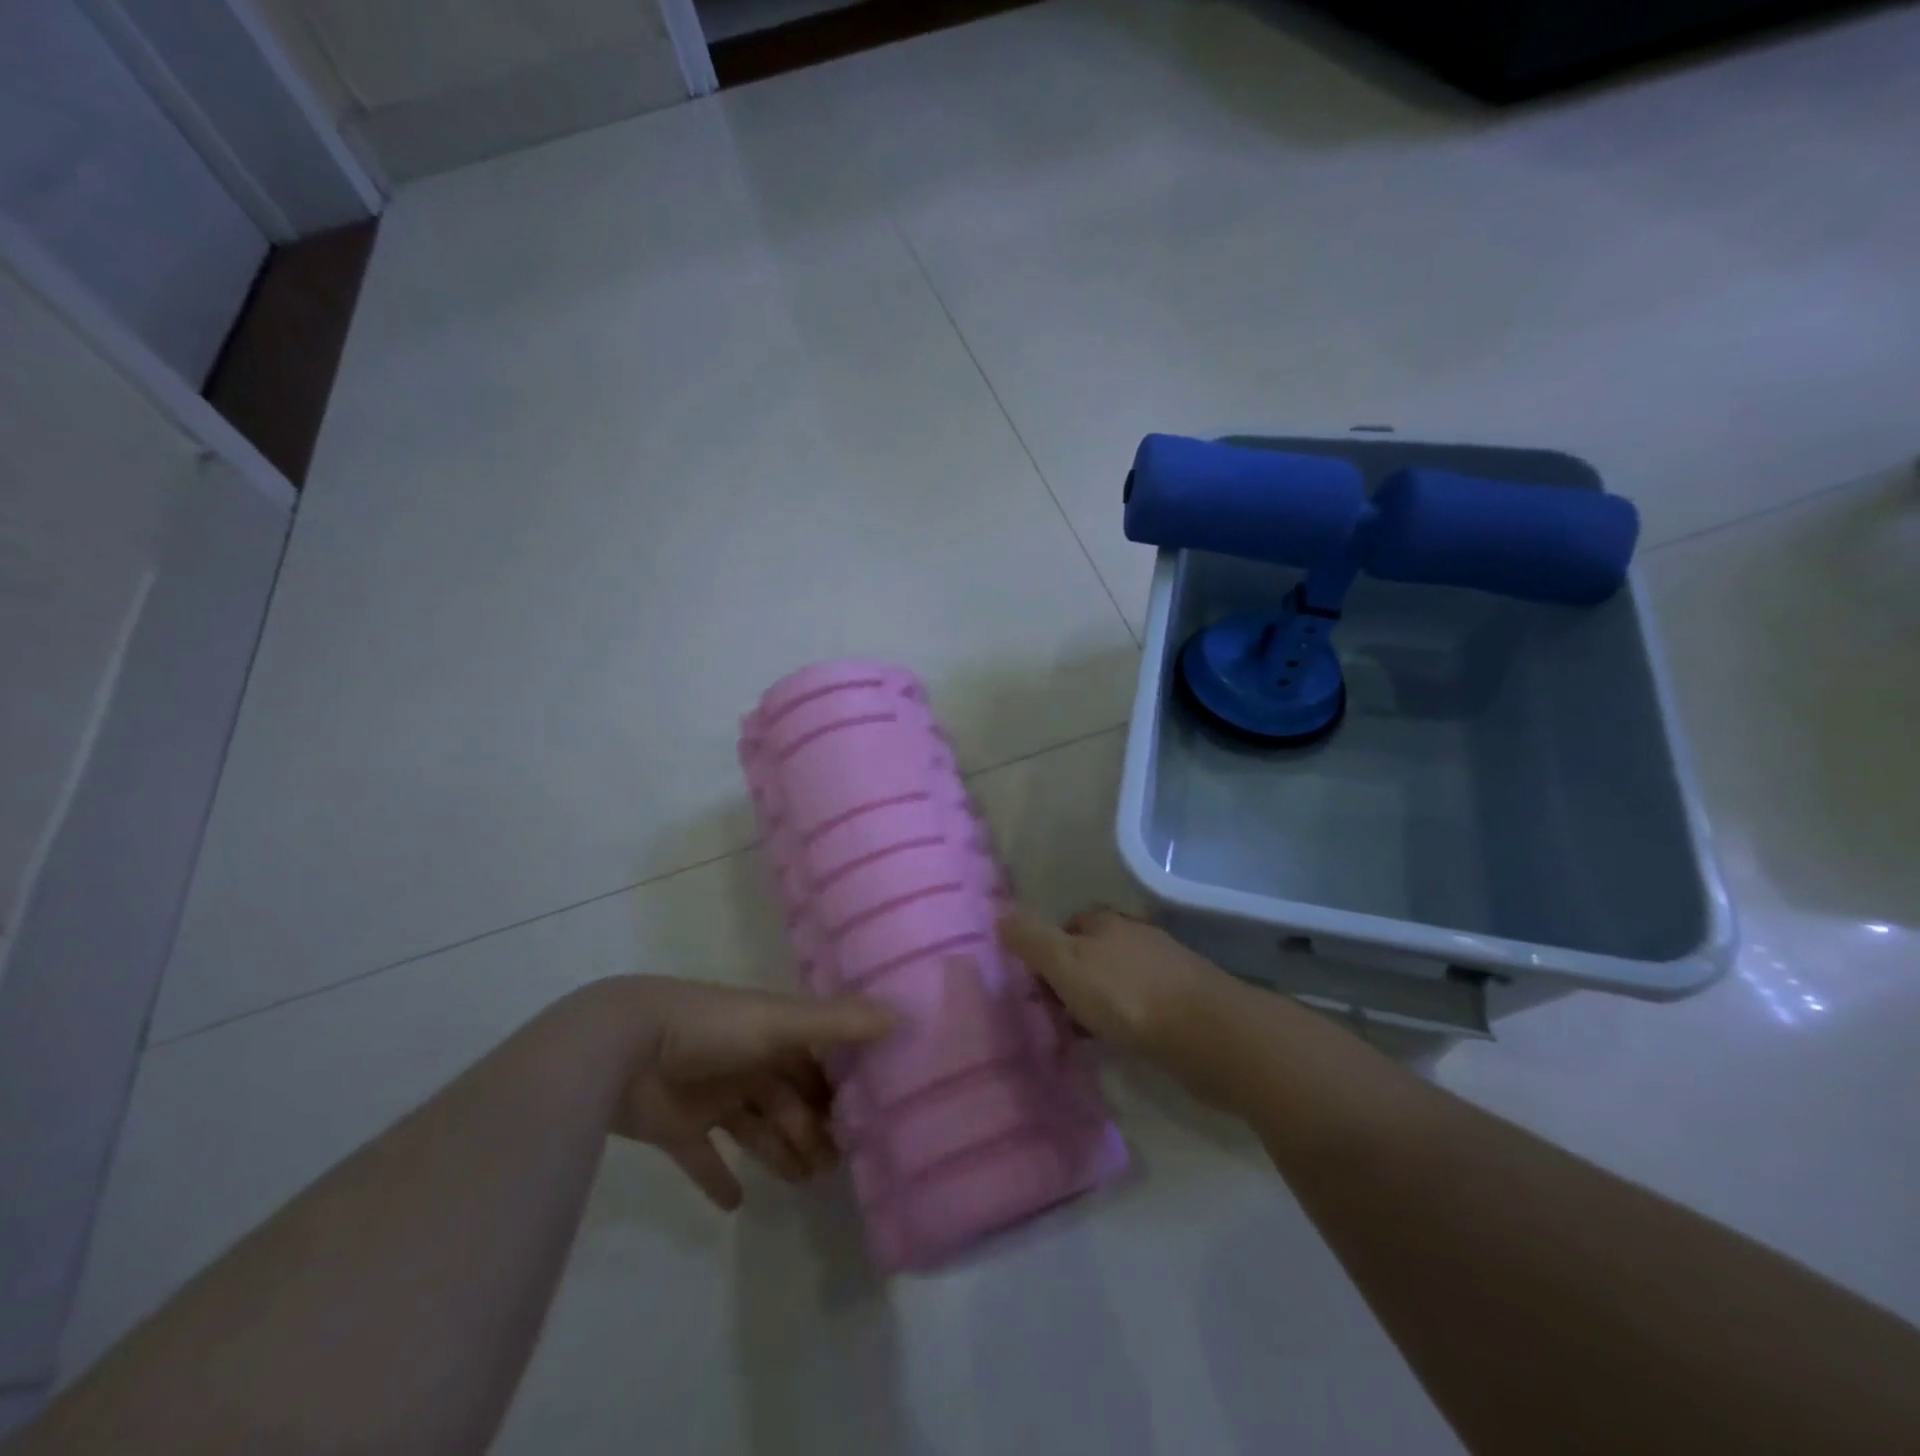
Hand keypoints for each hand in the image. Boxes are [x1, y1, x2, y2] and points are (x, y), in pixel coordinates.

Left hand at [596, 977, 893, 1209]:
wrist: (623, 1047)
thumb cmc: (712, 1030)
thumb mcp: (779, 1023)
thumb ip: (837, 1024)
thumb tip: (901, 1017)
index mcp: (771, 1035)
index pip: (815, 1062)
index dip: (839, 1087)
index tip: (867, 1118)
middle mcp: (745, 1062)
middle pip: (788, 1099)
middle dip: (812, 1128)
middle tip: (838, 1166)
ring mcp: (710, 1096)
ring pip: (755, 1128)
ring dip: (779, 1152)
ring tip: (805, 1182)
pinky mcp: (677, 1128)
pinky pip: (703, 1158)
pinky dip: (718, 1179)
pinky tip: (736, 1204)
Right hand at [999, 906, 1228, 1057]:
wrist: (1208, 1034)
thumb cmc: (1127, 995)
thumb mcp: (1067, 964)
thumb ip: (1032, 940)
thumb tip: (1001, 915)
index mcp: (1107, 922)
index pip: (1068, 925)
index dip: (1047, 951)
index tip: (1035, 986)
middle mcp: (1135, 937)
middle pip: (1092, 952)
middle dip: (1071, 978)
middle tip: (1053, 1014)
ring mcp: (1164, 969)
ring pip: (1116, 979)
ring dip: (1097, 1001)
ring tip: (1081, 1035)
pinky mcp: (1184, 1001)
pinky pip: (1140, 1004)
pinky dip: (1123, 1019)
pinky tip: (1119, 1042)